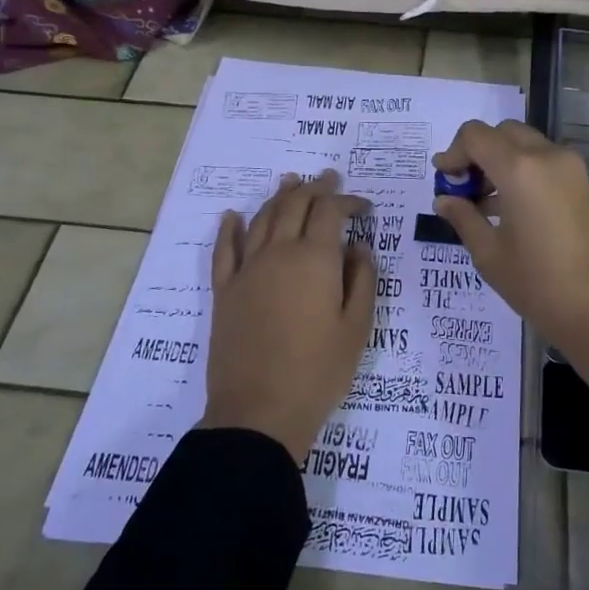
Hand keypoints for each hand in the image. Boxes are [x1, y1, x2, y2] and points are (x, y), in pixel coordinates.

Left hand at [200, 170, 377, 463]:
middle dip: (315, 188)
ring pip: (262, 219)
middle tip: (328, 178)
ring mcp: (246, 270)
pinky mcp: (224, 291)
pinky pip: (224, 250)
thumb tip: (358, 249)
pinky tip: (232, 216)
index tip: (364, 207)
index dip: (348, 202)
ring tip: (290, 182)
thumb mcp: (357, 328)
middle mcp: (278, 253)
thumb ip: (362, 280)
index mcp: (315, 259)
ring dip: (278, 197)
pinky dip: (229, 229)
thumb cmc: (319, 372)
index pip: (331, 212)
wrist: (259, 411)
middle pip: (294, 206)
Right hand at [433, 120, 588, 409]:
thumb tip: (445, 199)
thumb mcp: (490, 255)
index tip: (444, 181)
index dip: (453, 153)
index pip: (475, 135)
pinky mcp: (585, 184)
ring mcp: (572, 168)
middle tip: (463, 188)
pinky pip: (545, 162)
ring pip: (526, 144)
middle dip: (478, 153)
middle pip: (503, 133)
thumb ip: (464, 218)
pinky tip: (511, 209)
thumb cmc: (540, 285)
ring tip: (483, 203)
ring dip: (501, 161)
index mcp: (520, 168)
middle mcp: (548, 156)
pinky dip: (523, 171)